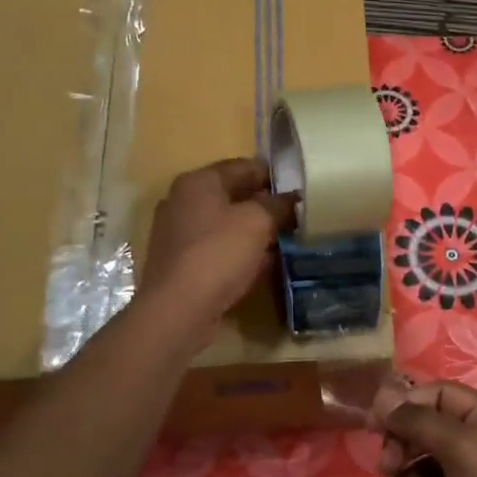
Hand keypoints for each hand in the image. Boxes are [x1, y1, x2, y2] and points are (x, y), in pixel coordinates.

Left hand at [142, 159, 295, 336]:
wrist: (177, 310)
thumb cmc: (218, 254)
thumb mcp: (257, 222)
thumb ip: (277, 204)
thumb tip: (290, 198)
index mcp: (198, 181)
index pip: (243, 166)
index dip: (273, 176)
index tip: (299, 189)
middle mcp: (182, 201)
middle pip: (232, 195)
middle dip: (263, 205)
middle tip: (294, 217)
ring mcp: (177, 233)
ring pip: (224, 224)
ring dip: (251, 231)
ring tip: (283, 241)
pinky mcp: (179, 263)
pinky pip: (216, 249)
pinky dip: (237, 252)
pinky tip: (259, 265)